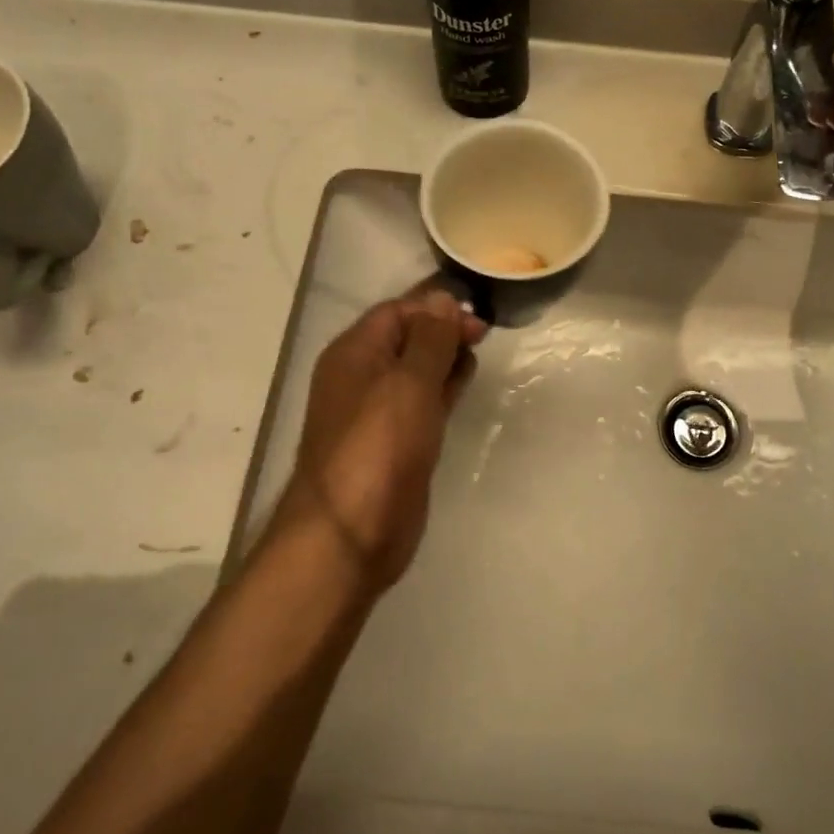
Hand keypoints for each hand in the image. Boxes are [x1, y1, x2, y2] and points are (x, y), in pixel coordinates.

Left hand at [270, 288, 486, 592]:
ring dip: (445, 359)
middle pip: (407, 338)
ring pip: (417, 370)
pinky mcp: (397, 441)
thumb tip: (443, 299)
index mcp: (355, 353)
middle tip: (484, 337)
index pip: (397, 311)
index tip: (477, 319)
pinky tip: (464, 387)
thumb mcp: (409, 383)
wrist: (350, 533)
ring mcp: (379, 411)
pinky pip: (422, 402)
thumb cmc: (379, 447)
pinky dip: (443, 389)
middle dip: (444, 331)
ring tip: (478, 357)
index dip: (436, 309)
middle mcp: (362, 376)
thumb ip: (430, 339)